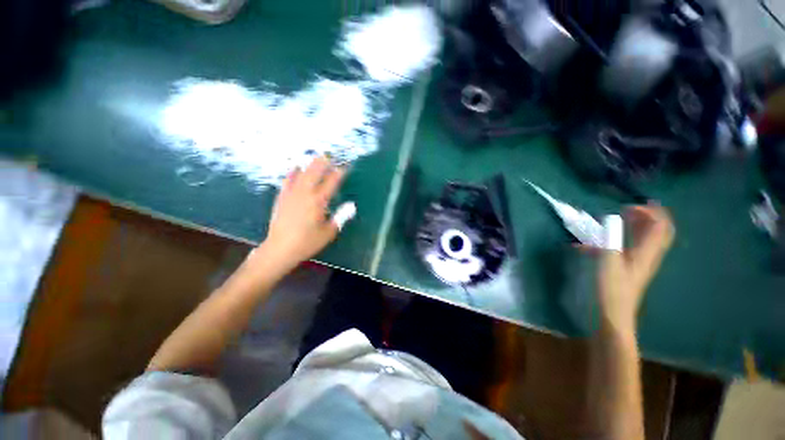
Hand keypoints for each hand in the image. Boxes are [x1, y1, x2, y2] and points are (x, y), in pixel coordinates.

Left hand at [260, 157, 350, 268]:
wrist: (280, 248)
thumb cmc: (307, 242)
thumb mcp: (329, 232)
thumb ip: (341, 217)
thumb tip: (351, 206)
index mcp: (318, 202)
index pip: (331, 182)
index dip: (339, 173)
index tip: (345, 167)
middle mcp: (305, 193)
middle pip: (315, 172)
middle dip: (323, 163)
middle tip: (330, 156)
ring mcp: (291, 194)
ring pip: (301, 173)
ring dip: (310, 164)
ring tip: (316, 157)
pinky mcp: (282, 197)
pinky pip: (287, 180)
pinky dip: (293, 172)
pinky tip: (296, 167)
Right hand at [598, 205, 673, 334]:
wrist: (615, 312)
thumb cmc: (612, 288)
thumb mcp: (608, 261)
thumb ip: (610, 238)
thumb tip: (610, 219)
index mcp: (647, 252)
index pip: (660, 225)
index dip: (650, 212)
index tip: (629, 206)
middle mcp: (650, 254)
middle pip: (660, 230)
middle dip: (650, 216)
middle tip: (631, 208)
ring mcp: (643, 261)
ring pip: (649, 237)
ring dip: (640, 224)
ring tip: (624, 217)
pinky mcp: (633, 266)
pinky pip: (638, 245)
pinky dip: (630, 235)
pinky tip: (613, 236)